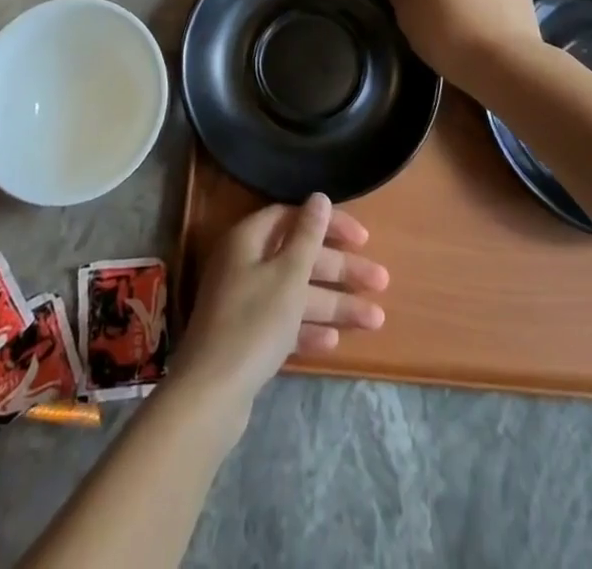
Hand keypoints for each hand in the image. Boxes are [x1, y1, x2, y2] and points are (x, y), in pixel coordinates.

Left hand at [170, 195, 387, 411]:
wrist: (210, 395)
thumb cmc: (253, 323)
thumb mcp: (288, 275)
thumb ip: (308, 235)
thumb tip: (319, 197)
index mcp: (248, 240)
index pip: (292, 217)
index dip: (328, 225)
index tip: (362, 239)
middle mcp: (244, 264)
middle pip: (299, 258)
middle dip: (341, 271)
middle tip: (381, 282)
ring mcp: (244, 302)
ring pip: (296, 294)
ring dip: (334, 304)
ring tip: (376, 320)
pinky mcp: (247, 338)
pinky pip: (284, 323)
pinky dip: (308, 329)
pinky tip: (334, 341)